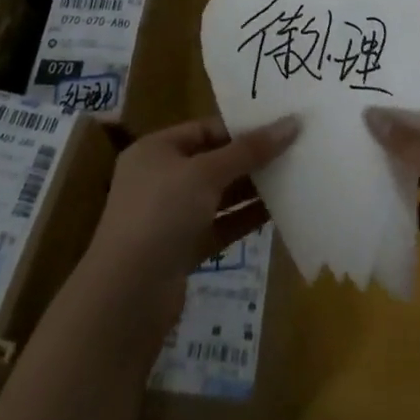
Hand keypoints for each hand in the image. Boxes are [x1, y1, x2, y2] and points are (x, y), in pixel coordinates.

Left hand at [82, 114, 300, 336]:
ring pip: (218, 196)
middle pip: (213, 161)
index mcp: (156, 150)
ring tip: (292, 179)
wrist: (126, 297)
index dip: (241, 127)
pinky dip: (243, 220)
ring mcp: (169, 217)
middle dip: (250, 158)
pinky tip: (276, 214)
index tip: (280, 126)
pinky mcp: (181, 251)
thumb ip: (249, 150)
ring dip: (251, 189)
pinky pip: (219, 226)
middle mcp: (160, 179)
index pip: (205, 129)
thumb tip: (292, 123)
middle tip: (294, 151)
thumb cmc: (161, 214)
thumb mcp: (206, 173)